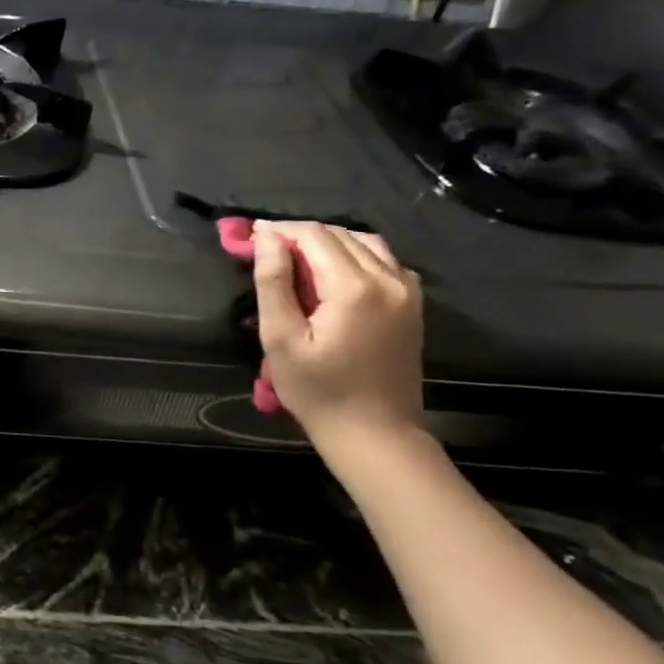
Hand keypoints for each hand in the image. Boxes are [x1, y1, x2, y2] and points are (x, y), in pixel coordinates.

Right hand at [252, 221, 425, 445]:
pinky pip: (384, 260)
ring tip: (297, 261)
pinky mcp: (413, 303)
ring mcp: (408, 290)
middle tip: (266, 252)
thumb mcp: (280, 339)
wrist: (375, 433)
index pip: (314, 235)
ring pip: (364, 242)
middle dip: (300, 235)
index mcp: (354, 287)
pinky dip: (355, 256)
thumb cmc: (318, 390)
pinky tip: (333, 276)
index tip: (250, 237)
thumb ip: (273, 282)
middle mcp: (389, 279)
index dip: (279, 230)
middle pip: (340, 234)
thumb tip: (267, 237)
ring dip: (328, 242)